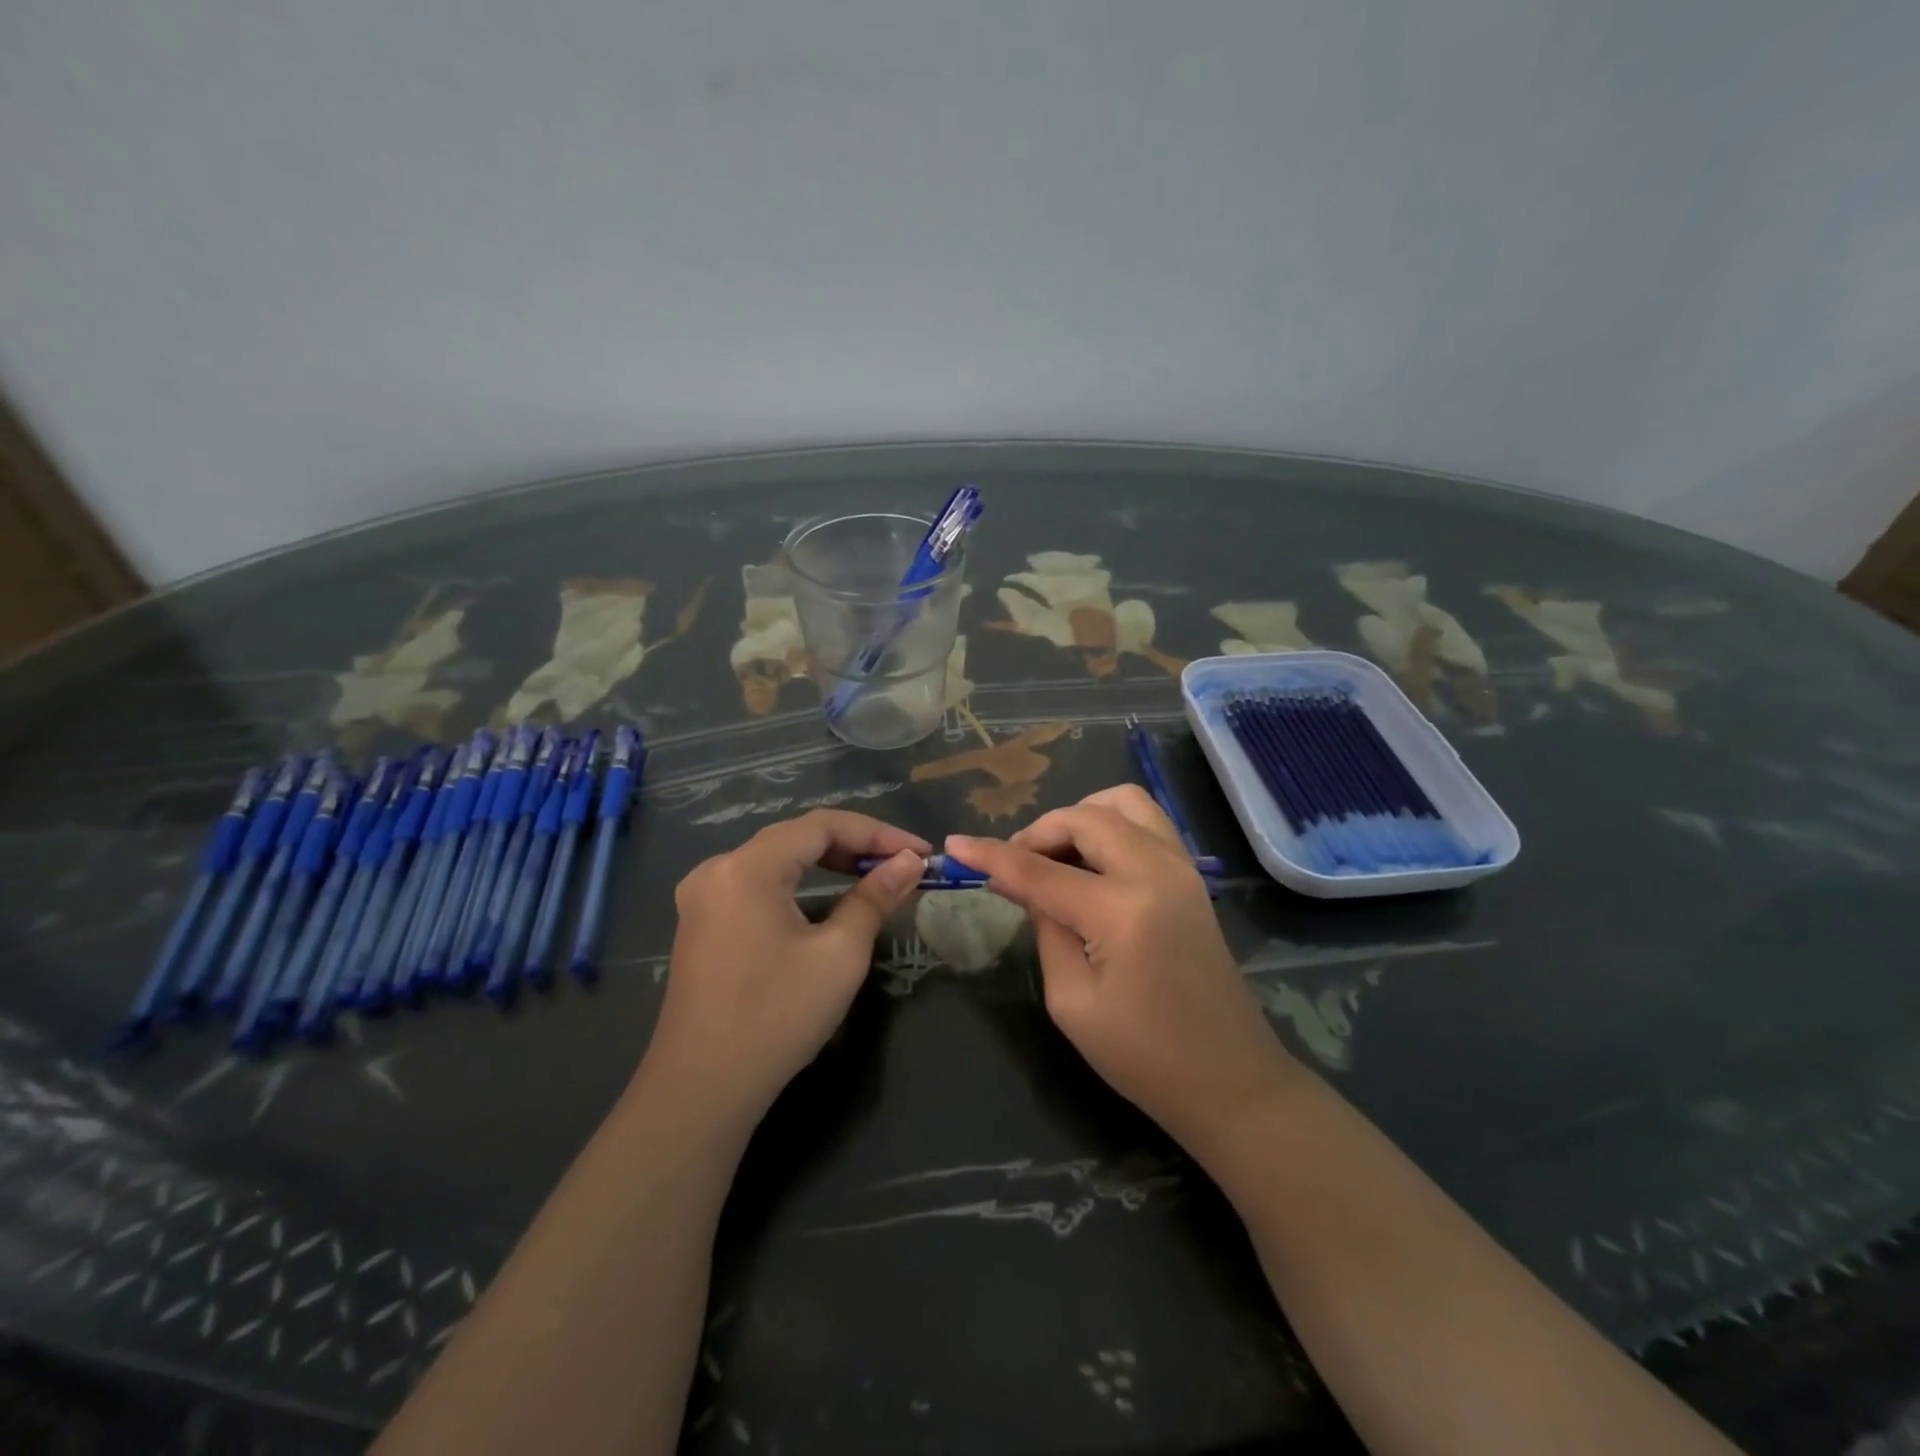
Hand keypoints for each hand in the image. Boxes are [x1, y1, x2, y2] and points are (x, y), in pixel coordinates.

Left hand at [646, 811, 928, 1122]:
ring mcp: (704, 897)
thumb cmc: (776, 1016)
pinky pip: (758, 884)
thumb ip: (875, 897)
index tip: (919, 852)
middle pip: (796, 837)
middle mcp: (717, 869)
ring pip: (777, 859)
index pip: (821, 825)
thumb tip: (910, 862)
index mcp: (746, 867)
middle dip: (854, 845)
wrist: (702, 1090)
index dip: (877, 833)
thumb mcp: (839, 954)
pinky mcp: (702, 923)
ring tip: (872, 875)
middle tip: (901, 864)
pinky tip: (826, 899)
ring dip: (827, 862)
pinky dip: (798, 883)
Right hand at [949, 787, 1293, 1154]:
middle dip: (1039, 831)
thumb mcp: (1072, 1002)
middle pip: (1084, 817)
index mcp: (1121, 910)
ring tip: (1055, 855)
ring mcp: (1182, 867)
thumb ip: (1046, 929)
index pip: (1039, 870)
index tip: (954, 846)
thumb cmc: (1144, 1057)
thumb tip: (1027, 885)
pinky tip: (1091, 860)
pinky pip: (1146, 822)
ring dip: (1080, 817)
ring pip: (1123, 803)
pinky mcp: (1192, 875)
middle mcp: (1156, 871)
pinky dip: (1110, 824)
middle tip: (1014, 865)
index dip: (991, 855)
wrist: (1231, 1079)